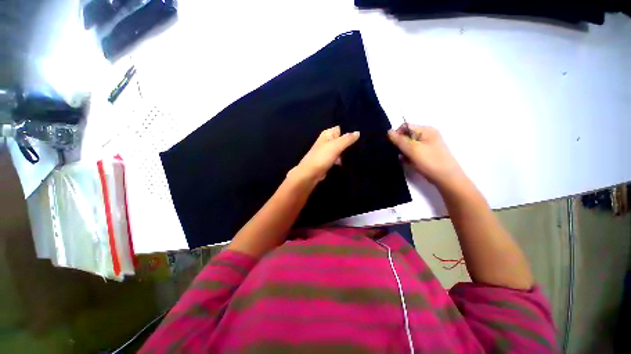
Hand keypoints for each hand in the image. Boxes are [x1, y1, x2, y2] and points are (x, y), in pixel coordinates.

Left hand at [291, 126, 359, 182]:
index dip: (351, 130)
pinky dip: (344, 159)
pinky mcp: (329, 160)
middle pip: (342, 139)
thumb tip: (358, 132)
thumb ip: (348, 139)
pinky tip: (352, 161)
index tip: (363, 133)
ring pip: (341, 149)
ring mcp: (328, 151)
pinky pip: (339, 157)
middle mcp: (328, 140)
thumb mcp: (336, 145)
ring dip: (348, 151)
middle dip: (351, 142)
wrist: (311, 173)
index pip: (342, 128)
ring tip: (360, 152)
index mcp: (328, 133)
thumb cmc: (322, 157)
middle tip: (363, 144)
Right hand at [388, 125, 465, 189]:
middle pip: (407, 136)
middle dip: (400, 145)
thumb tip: (388, 131)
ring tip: (405, 160)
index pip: (405, 127)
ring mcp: (428, 145)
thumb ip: (400, 140)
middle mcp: (427, 135)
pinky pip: (413, 152)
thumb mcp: (413, 150)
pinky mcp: (427, 155)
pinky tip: (408, 163)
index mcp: (426, 130)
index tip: (393, 146)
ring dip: (404, 152)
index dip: (397, 134)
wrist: (447, 179)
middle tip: (400, 154)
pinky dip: (409, 157)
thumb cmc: (430, 162)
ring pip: (409, 145)